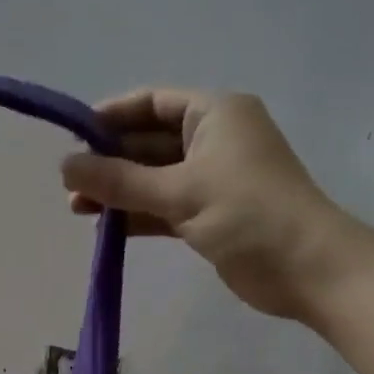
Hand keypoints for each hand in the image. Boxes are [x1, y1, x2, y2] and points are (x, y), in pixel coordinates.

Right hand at [61, 90, 359, 321]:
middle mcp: (213, 140)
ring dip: (118, 191)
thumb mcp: (180, 192)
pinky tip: (105, 226)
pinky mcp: (210, 214)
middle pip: (148, 142)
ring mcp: (212, 179)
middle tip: (69, 183)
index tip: (72, 137)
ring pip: (153, 178)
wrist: (308, 269)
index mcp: (214, 114)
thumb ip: (119, 180)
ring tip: (76, 207)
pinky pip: (163, 206)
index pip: (152, 104)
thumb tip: (65, 166)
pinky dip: (137, 214)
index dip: (111, 117)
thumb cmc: (248, 214)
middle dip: (109, 161)